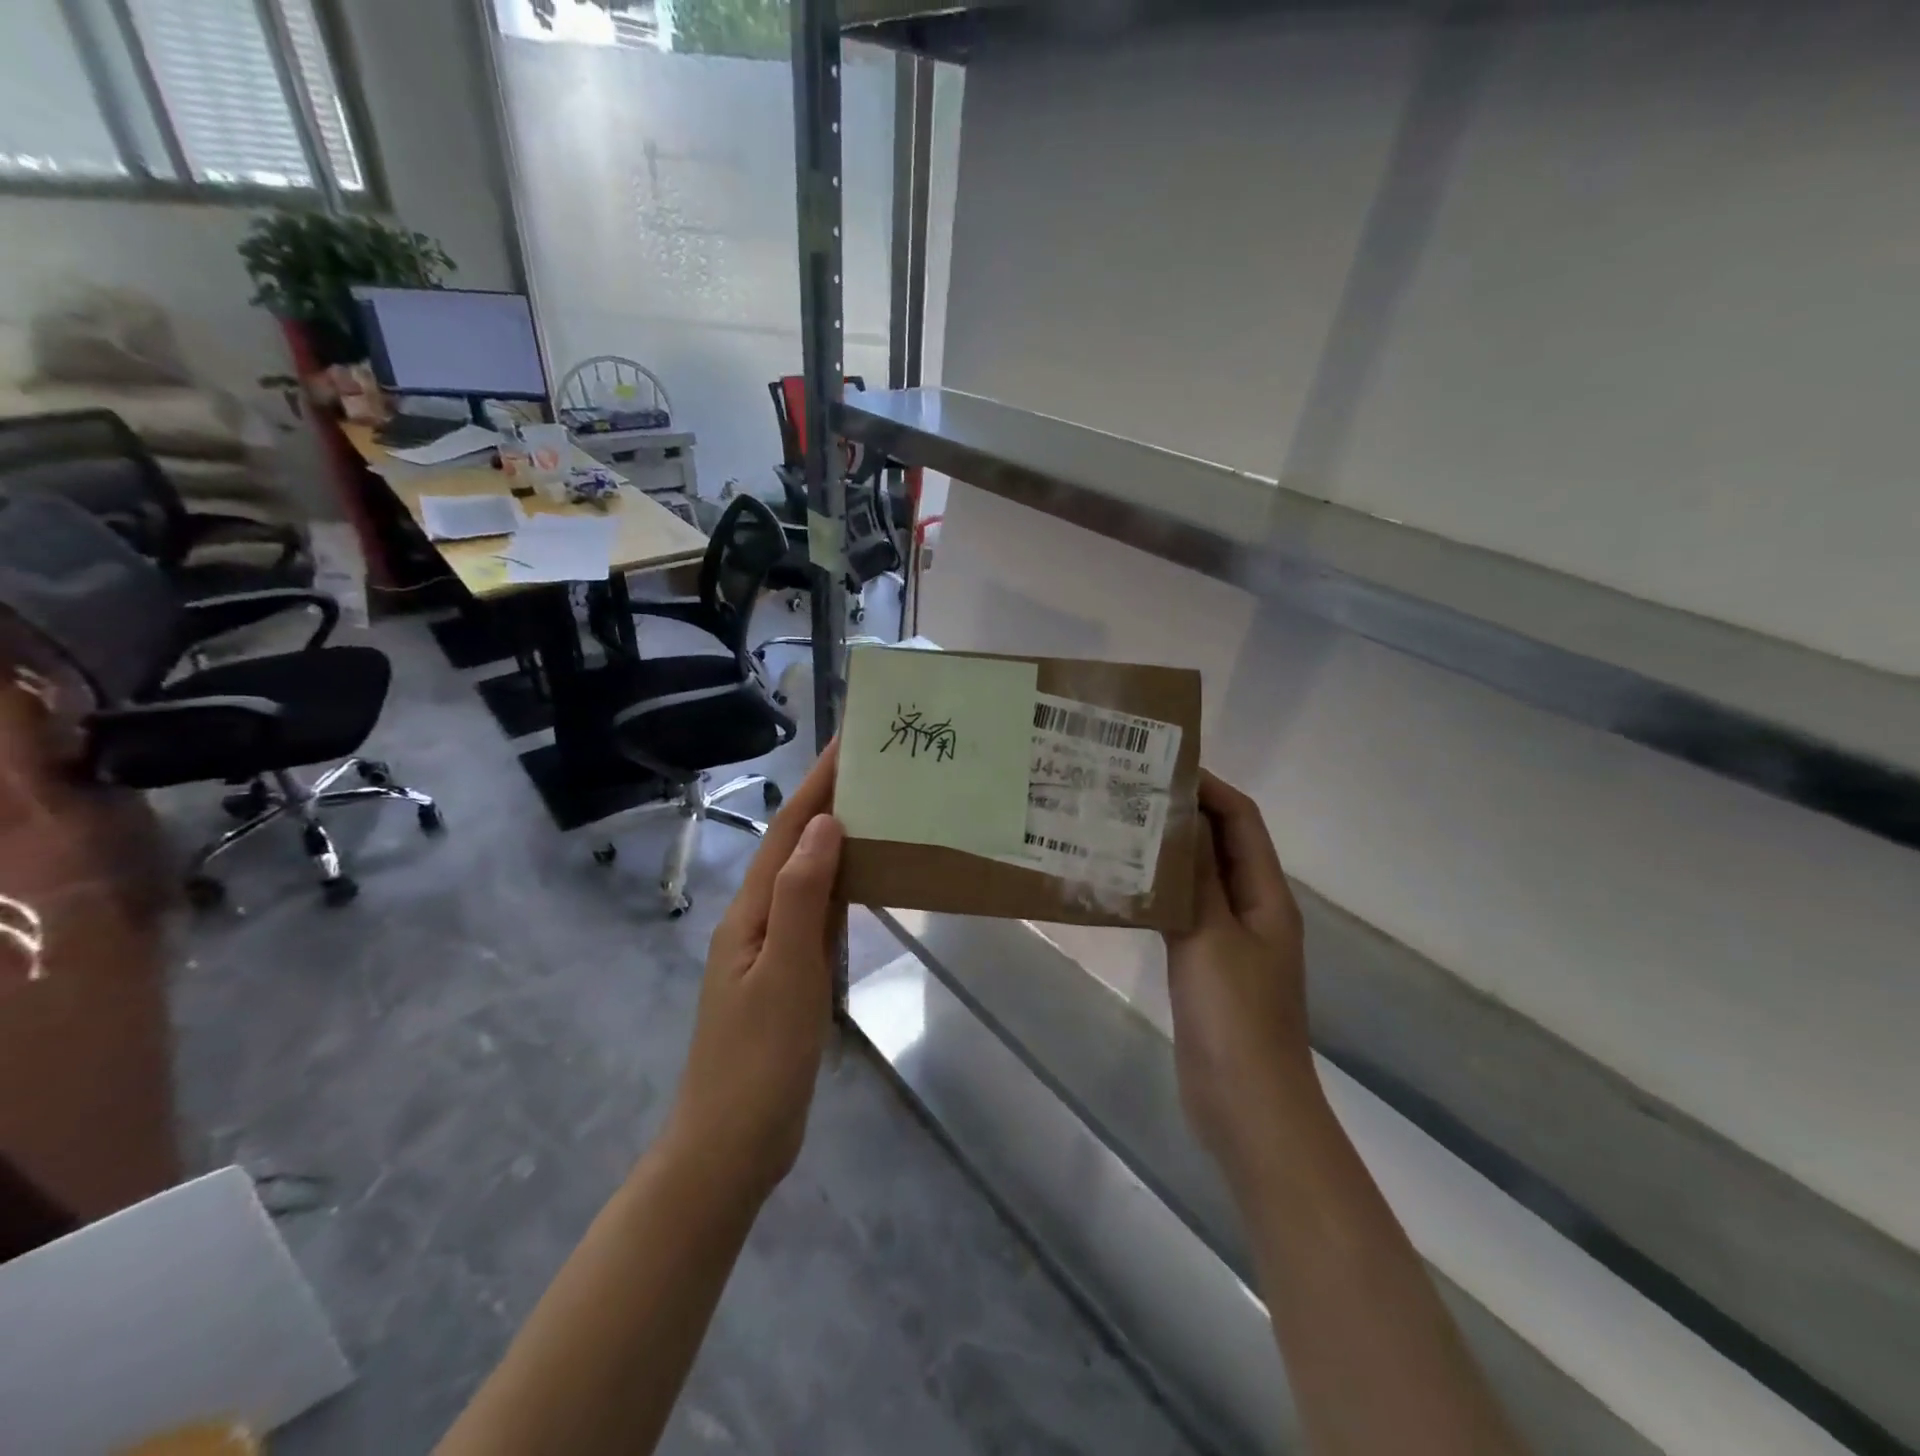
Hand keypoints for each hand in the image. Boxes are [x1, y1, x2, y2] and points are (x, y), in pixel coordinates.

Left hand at [666, 742, 844, 1203]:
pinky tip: (862, 881)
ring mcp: (769, 948)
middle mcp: (756, 919)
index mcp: (750, 912)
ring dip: (834, 840)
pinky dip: (839, 885)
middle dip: (827, 802)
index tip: (847, 742)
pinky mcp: (786, 974)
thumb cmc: (759, 1059)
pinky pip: (815, 912)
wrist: (730, 1146)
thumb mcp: (785, 972)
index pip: (787, 832)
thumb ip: (803, 896)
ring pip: (806, 878)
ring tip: (876, 809)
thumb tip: (823, 824)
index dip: (816, 785)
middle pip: (793, 847)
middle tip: (873, 769)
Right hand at [1162, 771, 1313, 1184]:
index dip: (1209, 787)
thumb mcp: (1211, 937)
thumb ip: (1196, 877)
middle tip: (1131, 793)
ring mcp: (1230, 940)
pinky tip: (1124, 887)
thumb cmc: (1235, 1017)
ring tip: (1121, 828)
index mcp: (1267, 896)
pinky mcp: (1207, 966)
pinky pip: (1184, 913)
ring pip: (1200, 879)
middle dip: (1184, 814)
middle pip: (1222, 845)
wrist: (1247, 1106)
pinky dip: (1160, 892)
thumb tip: (1181, 817)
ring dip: (1168, 852)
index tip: (1162, 766)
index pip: (1242, 820)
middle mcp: (1253, 909)